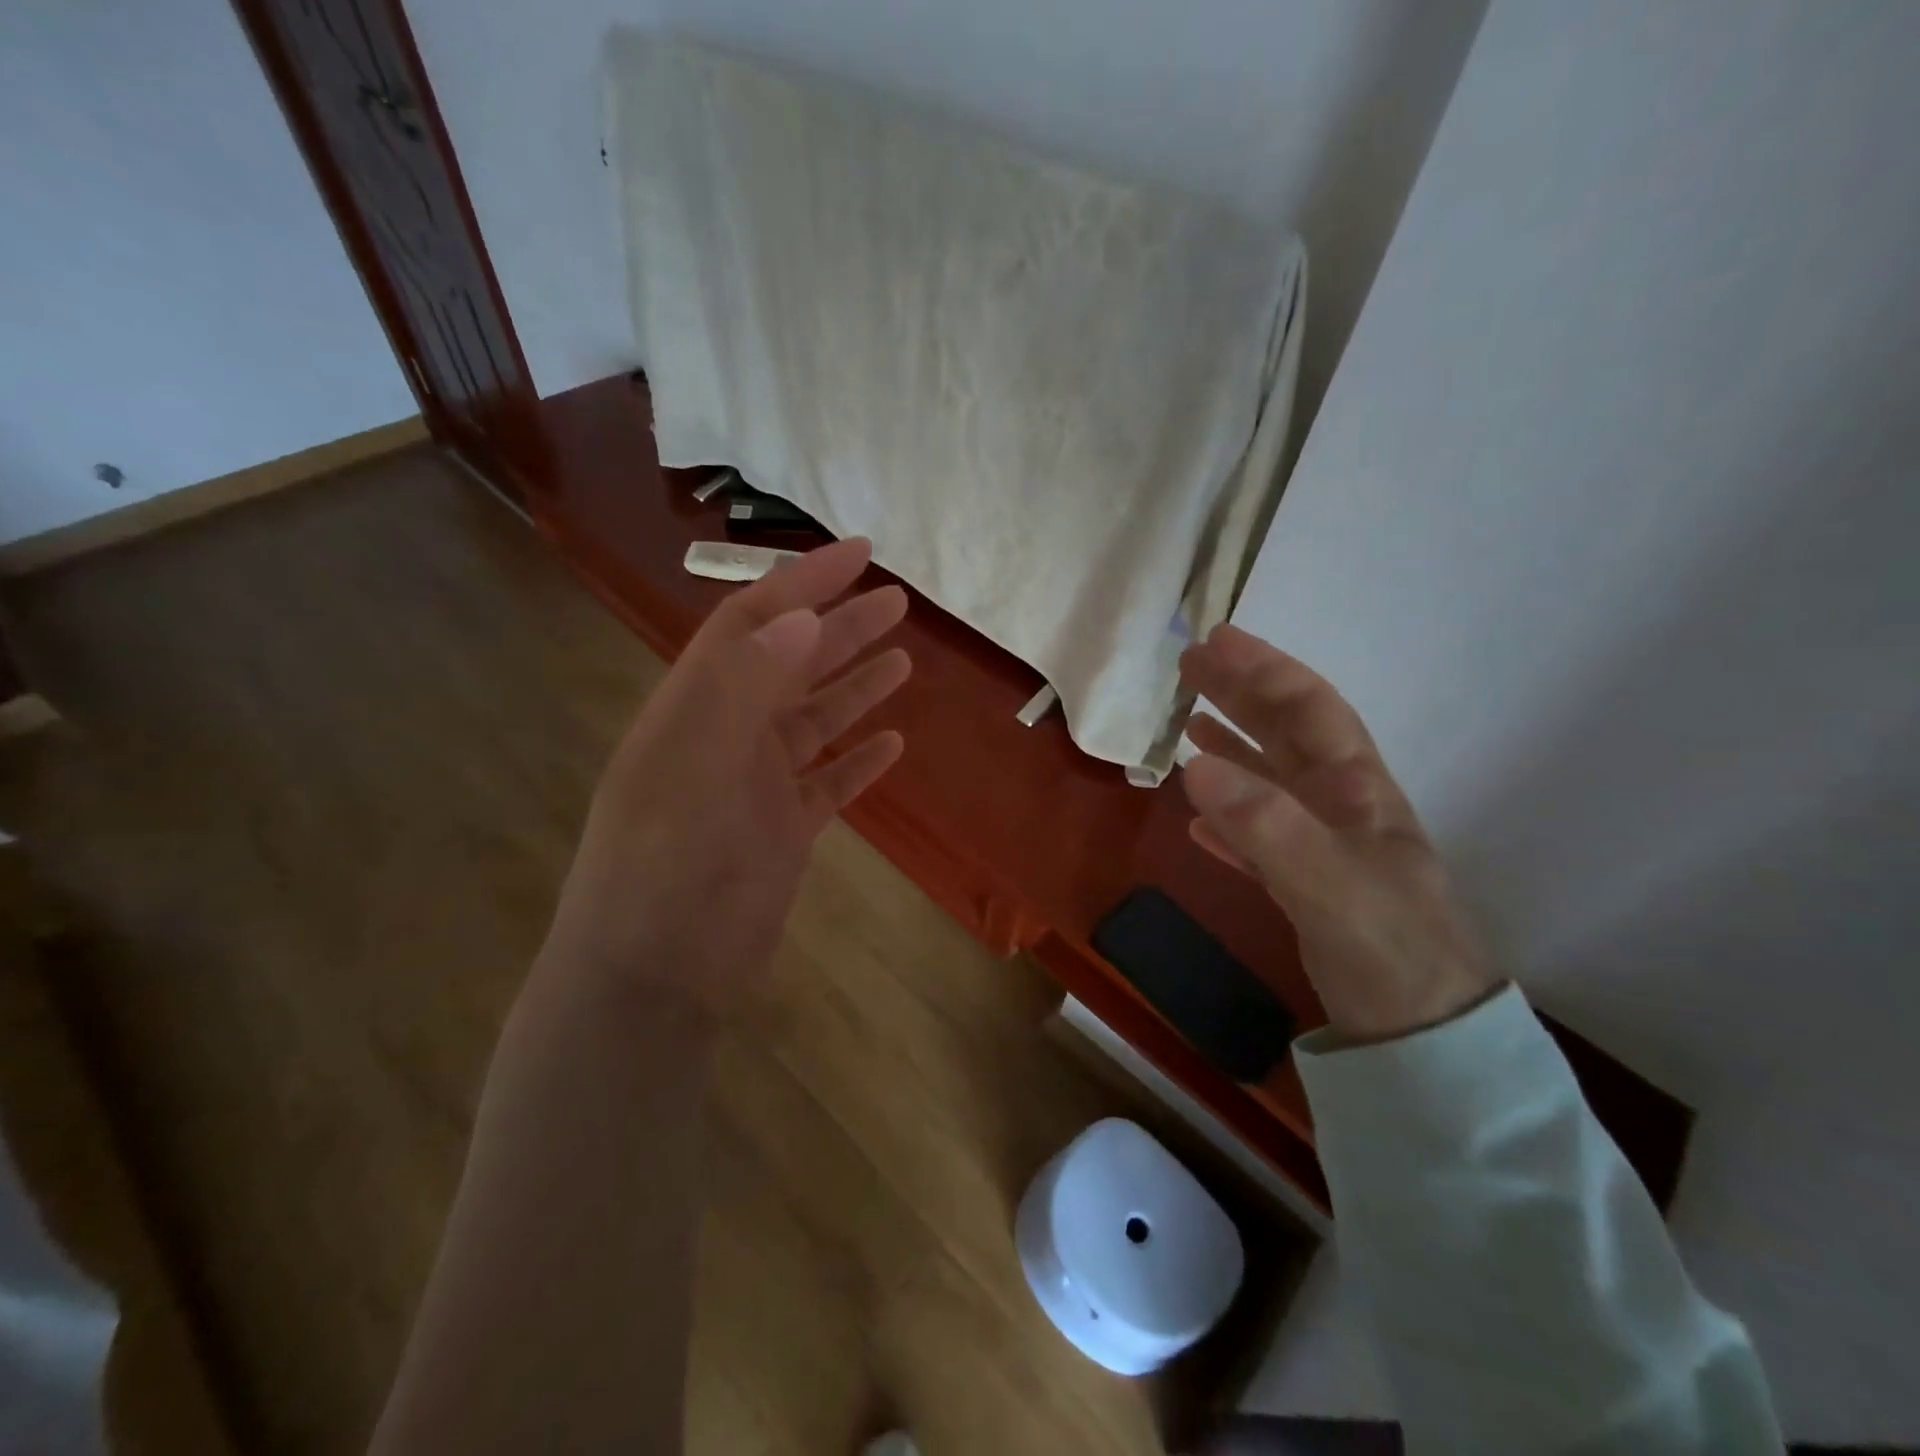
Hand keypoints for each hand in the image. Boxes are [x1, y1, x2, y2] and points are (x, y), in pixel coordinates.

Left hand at [540, 538, 910, 1012]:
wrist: (653, 983)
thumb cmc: (662, 875)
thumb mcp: (694, 774)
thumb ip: (743, 692)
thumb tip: (801, 618)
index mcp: (693, 710)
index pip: (751, 626)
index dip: (802, 583)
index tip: (859, 553)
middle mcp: (725, 737)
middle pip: (790, 666)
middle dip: (841, 628)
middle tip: (898, 600)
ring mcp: (756, 786)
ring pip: (813, 720)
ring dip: (854, 686)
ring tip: (903, 658)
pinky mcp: (783, 831)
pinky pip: (828, 782)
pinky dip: (858, 760)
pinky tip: (892, 742)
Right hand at [1178, 624, 1495, 1041]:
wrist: (1425, 1038)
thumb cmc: (1388, 951)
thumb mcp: (1330, 884)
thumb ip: (1267, 825)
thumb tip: (1196, 764)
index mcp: (1357, 790)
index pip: (1310, 710)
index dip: (1264, 670)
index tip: (1216, 641)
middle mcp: (1342, 808)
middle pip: (1287, 734)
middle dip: (1241, 694)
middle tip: (1190, 667)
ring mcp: (1324, 847)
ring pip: (1271, 780)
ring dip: (1233, 746)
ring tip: (1189, 723)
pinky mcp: (1308, 885)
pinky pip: (1260, 834)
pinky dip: (1229, 816)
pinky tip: (1199, 818)